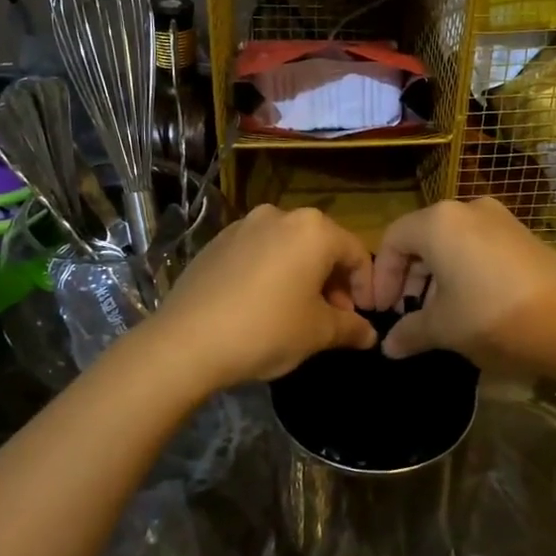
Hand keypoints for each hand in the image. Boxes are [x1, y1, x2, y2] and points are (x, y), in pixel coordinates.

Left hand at [145, 205, 376, 392]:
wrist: (186, 341)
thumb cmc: (266, 330)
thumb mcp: (317, 333)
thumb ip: (351, 327)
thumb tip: (370, 334)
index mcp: (313, 229)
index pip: (355, 253)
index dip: (365, 286)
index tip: (365, 316)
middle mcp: (280, 215)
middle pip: (321, 245)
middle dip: (333, 281)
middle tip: (335, 317)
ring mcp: (244, 225)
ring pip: (289, 247)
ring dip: (303, 276)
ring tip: (299, 312)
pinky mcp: (217, 241)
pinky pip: (258, 252)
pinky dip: (272, 272)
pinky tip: (263, 304)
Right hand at [368, 198, 555, 372]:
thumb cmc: (493, 318)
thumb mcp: (444, 329)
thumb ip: (409, 332)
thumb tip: (388, 346)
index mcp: (439, 223)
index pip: (393, 241)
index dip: (381, 277)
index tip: (382, 311)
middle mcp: (468, 209)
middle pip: (422, 238)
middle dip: (409, 277)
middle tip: (406, 313)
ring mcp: (501, 219)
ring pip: (452, 243)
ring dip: (436, 276)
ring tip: (437, 314)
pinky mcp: (524, 236)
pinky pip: (479, 247)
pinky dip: (464, 271)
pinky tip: (471, 305)